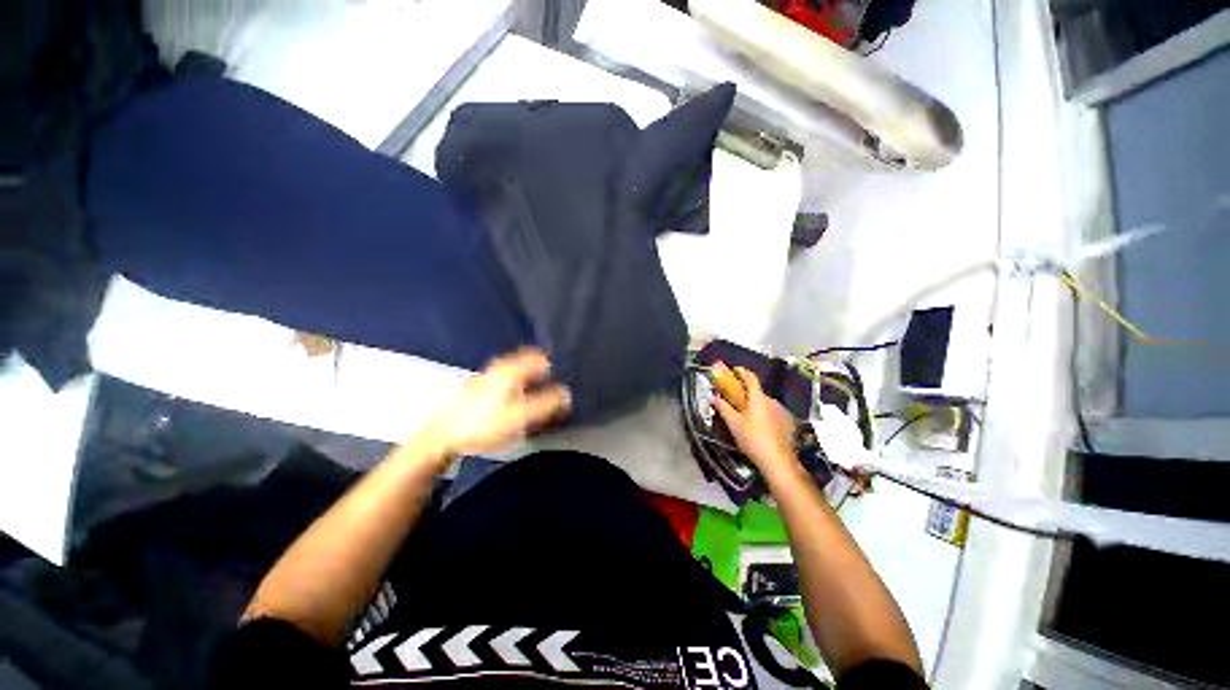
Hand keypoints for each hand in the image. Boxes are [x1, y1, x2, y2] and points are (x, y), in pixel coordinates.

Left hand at [421, 348, 570, 460]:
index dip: (554, 367)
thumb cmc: (484, 424)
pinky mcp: (479, 386)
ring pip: (516, 370)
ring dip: (529, 378)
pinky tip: (515, 400)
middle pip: (528, 361)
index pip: (540, 357)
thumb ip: (547, 404)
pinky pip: (506, 378)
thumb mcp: (521, 417)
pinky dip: (516, 384)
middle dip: (542, 372)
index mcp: (511, 369)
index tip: (562, 380)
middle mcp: (499, 367)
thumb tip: (567, 394)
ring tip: (537, 395)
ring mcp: (487, 375)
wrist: (442, 436)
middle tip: (552, 387)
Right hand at [711, 363, 801, 483]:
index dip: (742, 372)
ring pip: (765, 404)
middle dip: (746, 394)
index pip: (751, 378)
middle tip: (736, 400)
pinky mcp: (788, 423)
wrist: (778, 461)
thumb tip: (714, 397)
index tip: (735, 370)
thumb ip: (724, 408)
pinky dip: (765, 415)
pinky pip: (773, 413)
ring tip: (747, 417)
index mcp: (758, 398)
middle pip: (757, 392)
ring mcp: (782, 412)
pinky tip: (760, 427)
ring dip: (756, 406)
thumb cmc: (752, 439)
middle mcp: (772, 401)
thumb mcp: (734, 424)